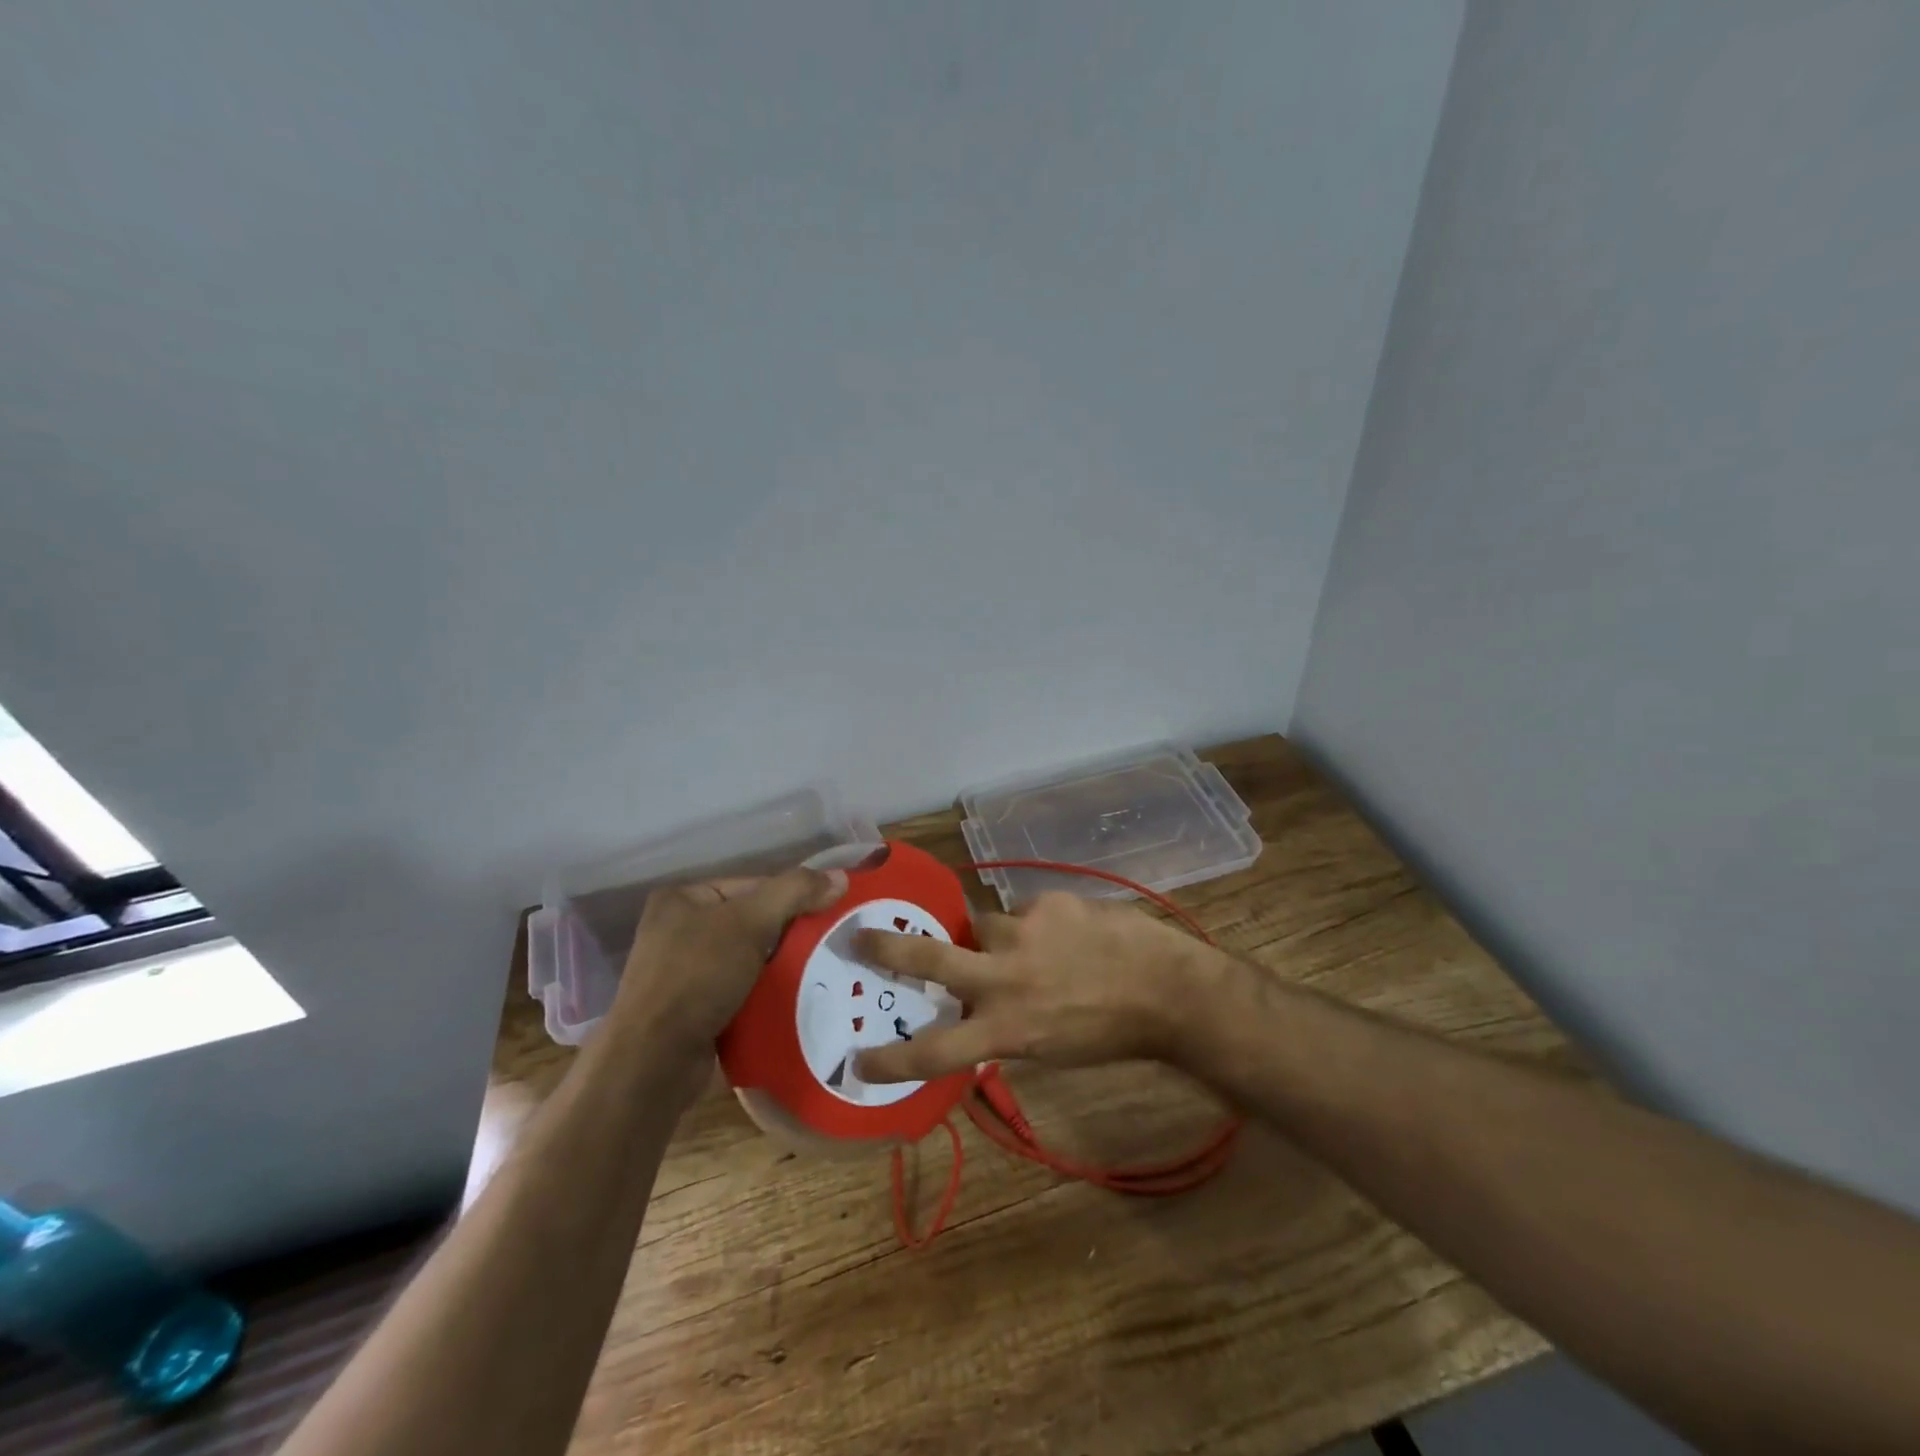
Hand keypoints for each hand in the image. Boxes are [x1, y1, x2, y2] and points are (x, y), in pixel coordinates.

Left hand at [611, 865, 847, 1067]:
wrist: (654, 1062)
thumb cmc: (697, 976)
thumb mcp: (750, 922)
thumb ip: (795, 892)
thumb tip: (840, 877)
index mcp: (682, 899)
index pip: (753, 886)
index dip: (792, 897)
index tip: (827, 915)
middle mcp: (678, 931)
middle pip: (752, 923)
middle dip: (789, 936)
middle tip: (827, 946)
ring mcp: (683, 974)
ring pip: (750, 960)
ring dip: (780, 969)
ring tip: (819, 973)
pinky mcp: (692, 1011)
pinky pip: (741, 992)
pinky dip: (765, 995)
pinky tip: (794, 1000)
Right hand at [851, 891, 1223, 1082]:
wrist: (1168, 988)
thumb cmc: (1111, 1033)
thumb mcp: (1051, 1048)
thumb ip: (1007, 1026)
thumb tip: (979, 1009)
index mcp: (1007, 1028)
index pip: (937, 1050)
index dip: (893, 1060)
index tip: (858, 1061)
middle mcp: (1005, 977)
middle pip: (932, 958)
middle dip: (888, 949)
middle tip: (860, 936)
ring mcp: (1025, 932)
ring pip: (985, 926)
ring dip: (997, 939)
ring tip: (1036, 949)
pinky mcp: (1048, 901)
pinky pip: (1027, 911)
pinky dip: (1039, 924)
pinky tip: (1070, 935)